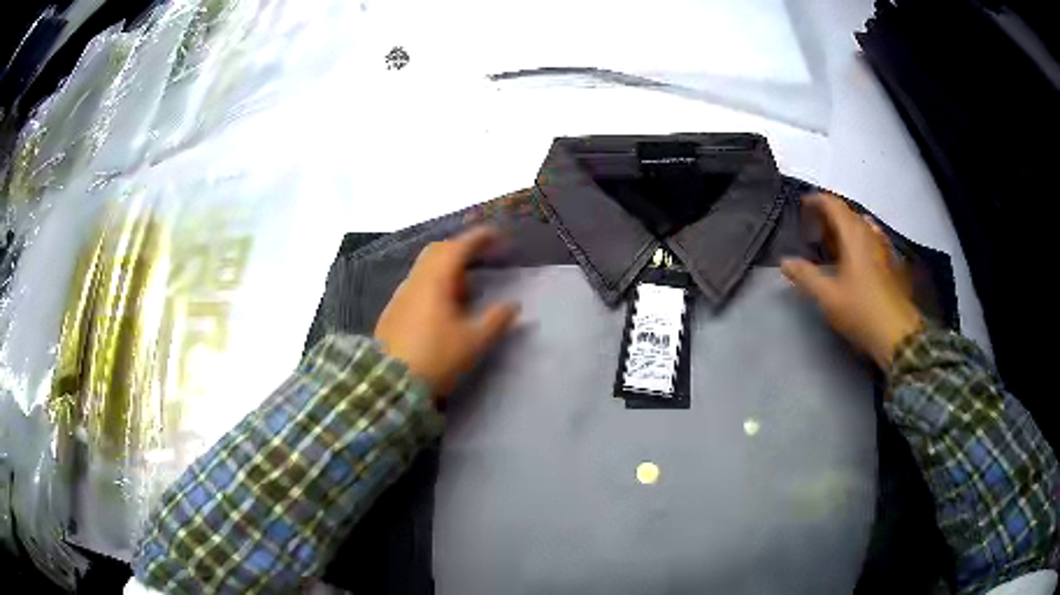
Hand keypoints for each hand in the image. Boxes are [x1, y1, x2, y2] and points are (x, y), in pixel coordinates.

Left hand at [375, 227, 519, 399]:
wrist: (390, 382)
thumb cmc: (436, 358)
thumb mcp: (473, 342)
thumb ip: (496, 320)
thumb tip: (513, 305)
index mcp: (436, 281)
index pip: (458, 247)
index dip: (479, 238)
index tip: (496, 235)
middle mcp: (416, 280)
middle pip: (438, 251)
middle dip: (461, 248)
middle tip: (482, 256)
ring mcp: (401, 294)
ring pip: (425, 268)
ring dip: (446, 267)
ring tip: (466, 285)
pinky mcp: (393, 311)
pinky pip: (417, 284)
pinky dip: (434, 282)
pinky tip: (442, 304)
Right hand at [781, 194, 922, 368]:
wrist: (897, 333)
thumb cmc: (861, 310)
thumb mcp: (828, 296)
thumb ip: (805, 276)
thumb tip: (785, 262)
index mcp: (853, 235)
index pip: (834, 205)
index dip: (816, 200)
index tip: (802, 205)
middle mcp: (869, 234)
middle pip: (847, 213)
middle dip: (828, 215)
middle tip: (812, 228)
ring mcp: (882, 247)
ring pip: (860, 226)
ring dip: (843, 227)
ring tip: (831, 241)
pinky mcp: (890, 262)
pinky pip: (870, 239)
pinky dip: (857, 239)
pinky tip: (855, 254)